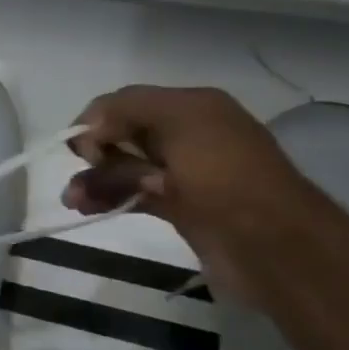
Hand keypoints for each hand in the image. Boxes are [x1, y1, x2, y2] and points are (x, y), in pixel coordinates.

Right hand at [61, 85, 314, 299]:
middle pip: (122, 135)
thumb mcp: (180, 124)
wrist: (273, 247)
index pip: (127, 102)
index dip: (97, 120)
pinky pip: (133, 193)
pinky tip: (89, 208)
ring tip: (75, 202)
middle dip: (94, 154)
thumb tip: (88, 130)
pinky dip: (110, 197)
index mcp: (193, 107)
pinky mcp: (179, 206)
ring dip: (96, 181)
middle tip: (78, 179)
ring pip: (124, 168)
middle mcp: (187, 135)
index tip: (81, 150)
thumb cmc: (225, 178)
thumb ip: (126, 113)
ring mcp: (183, 174)